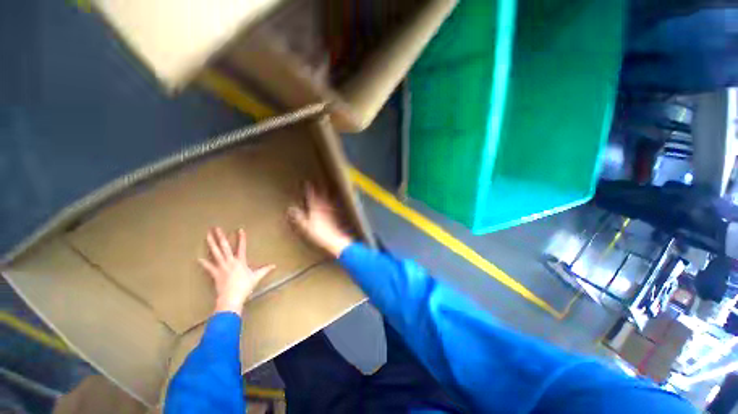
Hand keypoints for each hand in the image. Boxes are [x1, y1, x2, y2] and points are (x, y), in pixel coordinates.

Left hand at [199, 227, 275, 314]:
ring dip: (211, 244)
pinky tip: (198, 258)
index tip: (239, 230)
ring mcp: (221, 267)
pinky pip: (209, 267)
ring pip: (215, 253)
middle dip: (221, 237)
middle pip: (225, 247)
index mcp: (241, 261)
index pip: (242, 246)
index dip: (241, 238)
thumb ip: (265, 270)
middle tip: (216, 228)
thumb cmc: (245, 286)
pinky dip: (204, 263)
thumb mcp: (257, 277)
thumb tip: (274, 266)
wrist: (232, 297)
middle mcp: (230, 261)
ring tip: (207, 236)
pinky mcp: (215, 274)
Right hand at [288, 185, 352, 257]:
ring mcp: (330, 213)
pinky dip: (332, 203)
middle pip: (322, 197)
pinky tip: (333, 203)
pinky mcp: (335, 218)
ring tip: (327, 188)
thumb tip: (290, 209)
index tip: (308, 182)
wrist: (335, 240)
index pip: (312, 198)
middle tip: (319, 181)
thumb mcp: (306, 227)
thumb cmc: (320, 234)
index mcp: (316, 210)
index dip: (310, 190)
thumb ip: (299, 218)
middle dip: (320, 189)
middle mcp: (324, 209)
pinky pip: (333, 207)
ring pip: (328, 200)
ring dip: (327, 194)